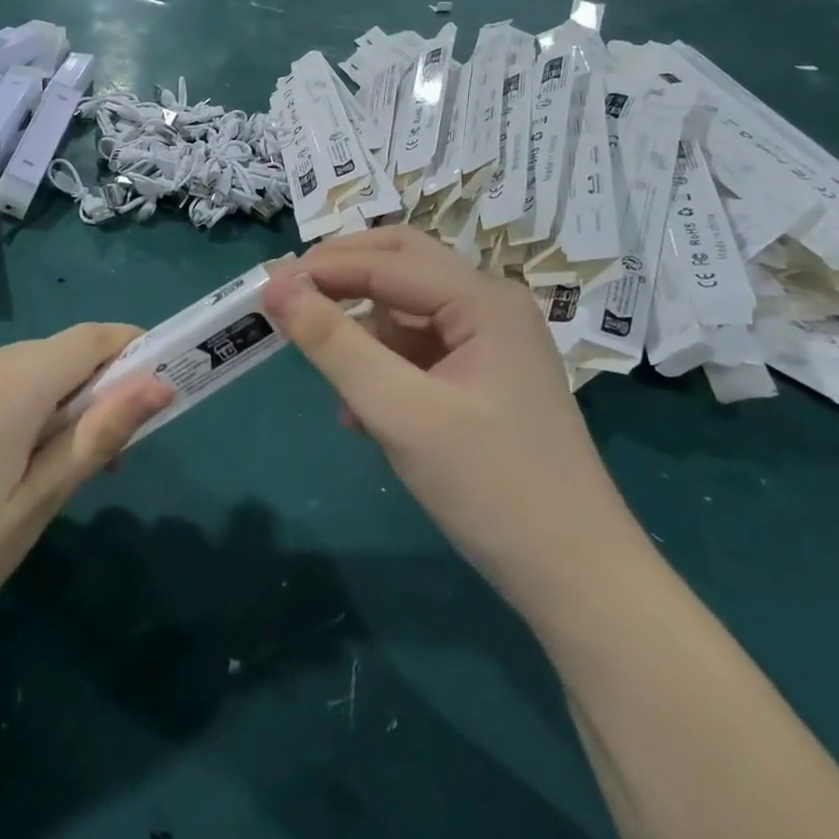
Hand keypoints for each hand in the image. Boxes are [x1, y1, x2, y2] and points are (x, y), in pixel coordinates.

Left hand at [0, 326, 171, 684]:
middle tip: (101, 455)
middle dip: (90, 387)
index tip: (156, 384)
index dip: (129, 349)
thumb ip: (97, 437)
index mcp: (5, 387)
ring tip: (43, 472)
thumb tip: (158, 385)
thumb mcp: (35, 508)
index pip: (87, 339)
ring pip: (11, 370)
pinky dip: (4, 407)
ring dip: (46, 400)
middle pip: (50, 355)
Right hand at [262, 230, 638, 603]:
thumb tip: (276, 288)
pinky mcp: (483, 376)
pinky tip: (359, 410)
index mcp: (483, 300)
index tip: (263, 286)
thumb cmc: (489, 486)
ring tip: (323, 371)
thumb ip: (333, 344)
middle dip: (342, 276)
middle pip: (401, 264)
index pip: (386, 261)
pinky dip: (381, 364)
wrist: (576, 576)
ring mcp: (490, 342)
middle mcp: (490, 306)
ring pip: (406, 308)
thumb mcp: (399, 412)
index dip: (321, 268)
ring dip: (360, 328)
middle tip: (287, 297)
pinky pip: (418, 349)